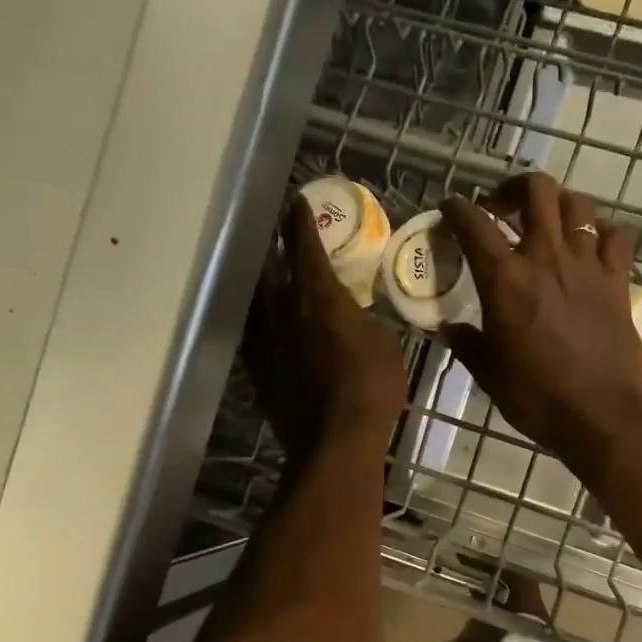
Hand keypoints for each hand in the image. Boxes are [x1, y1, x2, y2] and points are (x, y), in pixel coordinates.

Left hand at [243, 194, 406, 459]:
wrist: (336, 441)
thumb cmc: (370, 386)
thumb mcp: (385, 343)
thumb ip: (365, 321)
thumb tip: (355, 319)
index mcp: (317, 294)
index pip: (304, 243)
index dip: (300, 219)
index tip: (297, 200)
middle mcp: (282, 309)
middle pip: (269, 266)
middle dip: (274, 247)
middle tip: (278, 238)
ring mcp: (266, 341)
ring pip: (257, 301)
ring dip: (263, 285)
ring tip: (270, 279)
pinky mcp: (259, 371)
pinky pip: (256, 336)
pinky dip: (263, 324)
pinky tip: (269, 327)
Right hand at [439, 173, 641, 478]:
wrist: (601, 414)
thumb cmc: (536, 397)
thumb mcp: (489, 373)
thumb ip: (467, 343)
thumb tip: (448, 329)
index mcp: (505, 279)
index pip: (474, 224)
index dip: (457, 209)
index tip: (450, 207)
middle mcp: (546, 257)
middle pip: (536, 191)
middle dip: (514, 188)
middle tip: (503, 206)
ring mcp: (588, 264)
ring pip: (577, 205)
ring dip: (558, 205)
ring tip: (548, 222)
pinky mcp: (618, 279)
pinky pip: (612, 236)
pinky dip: (599, 233)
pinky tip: (590, 246)